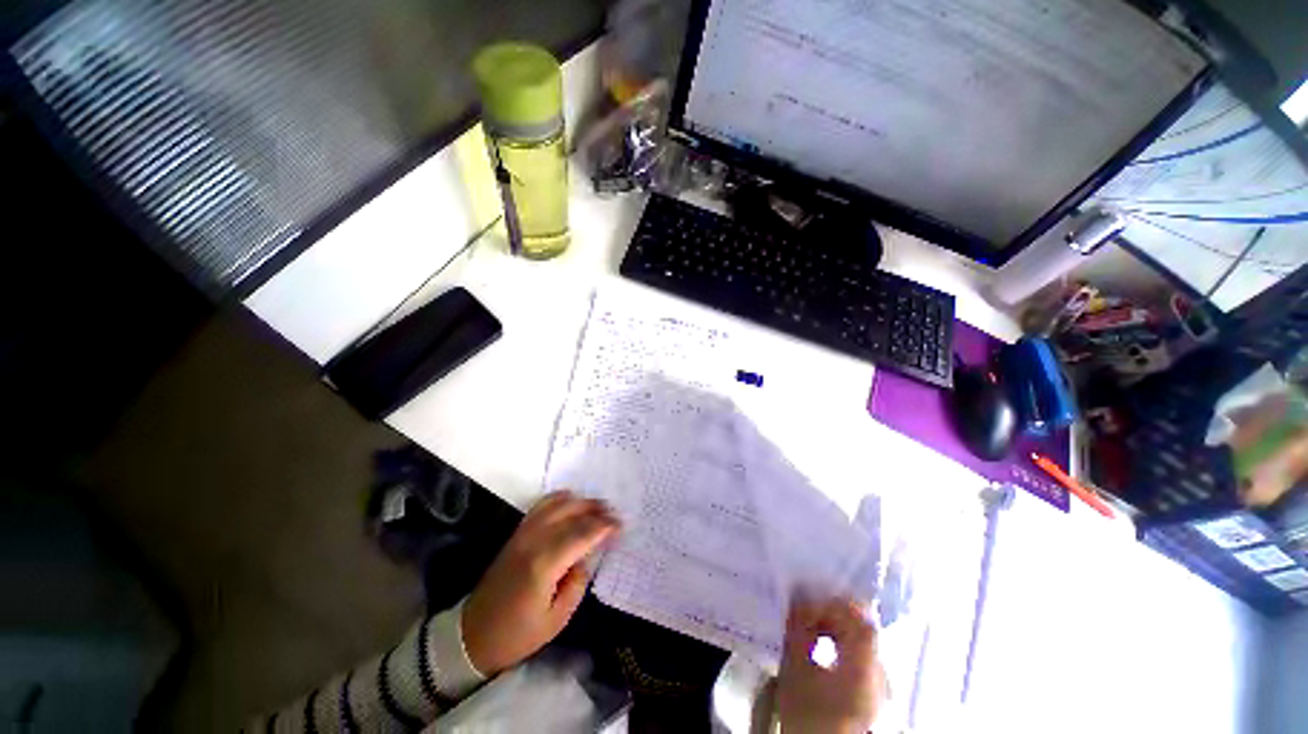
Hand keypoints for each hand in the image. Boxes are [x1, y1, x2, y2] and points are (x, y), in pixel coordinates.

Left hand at [462, 491, 618, 674]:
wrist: (474, 634)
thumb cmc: (518, 634)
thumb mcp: (558, 618)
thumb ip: (578, 581)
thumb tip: (585, 556)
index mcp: (545, 563)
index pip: (583, 533)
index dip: (605, 526)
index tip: (621, 526)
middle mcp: (534, 540)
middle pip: (572, 511)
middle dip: (596, 510)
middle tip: (614, 515)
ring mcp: (523, 533)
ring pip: (557, 502)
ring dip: (581, 501)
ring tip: (598, 508)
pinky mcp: (517, 533)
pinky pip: (542, 505)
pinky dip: (561, 499)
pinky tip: (573, 503)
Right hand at [777, 598, 885, 733]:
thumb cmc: (810, 716)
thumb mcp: (796, 672)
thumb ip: (798, 633)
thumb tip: (796, 605)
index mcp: (866, 665)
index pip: (859, 618)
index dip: (832, 604)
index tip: (806, 607)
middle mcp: (880, 671)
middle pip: (860, 626)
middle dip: (829, 614)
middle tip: (802, 616)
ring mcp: (879, 683)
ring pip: (859, 639)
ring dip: (833, 628)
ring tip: (807, 631)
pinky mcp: (872, 692)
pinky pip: (858, 654)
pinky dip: (839, 643)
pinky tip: (819, 648)